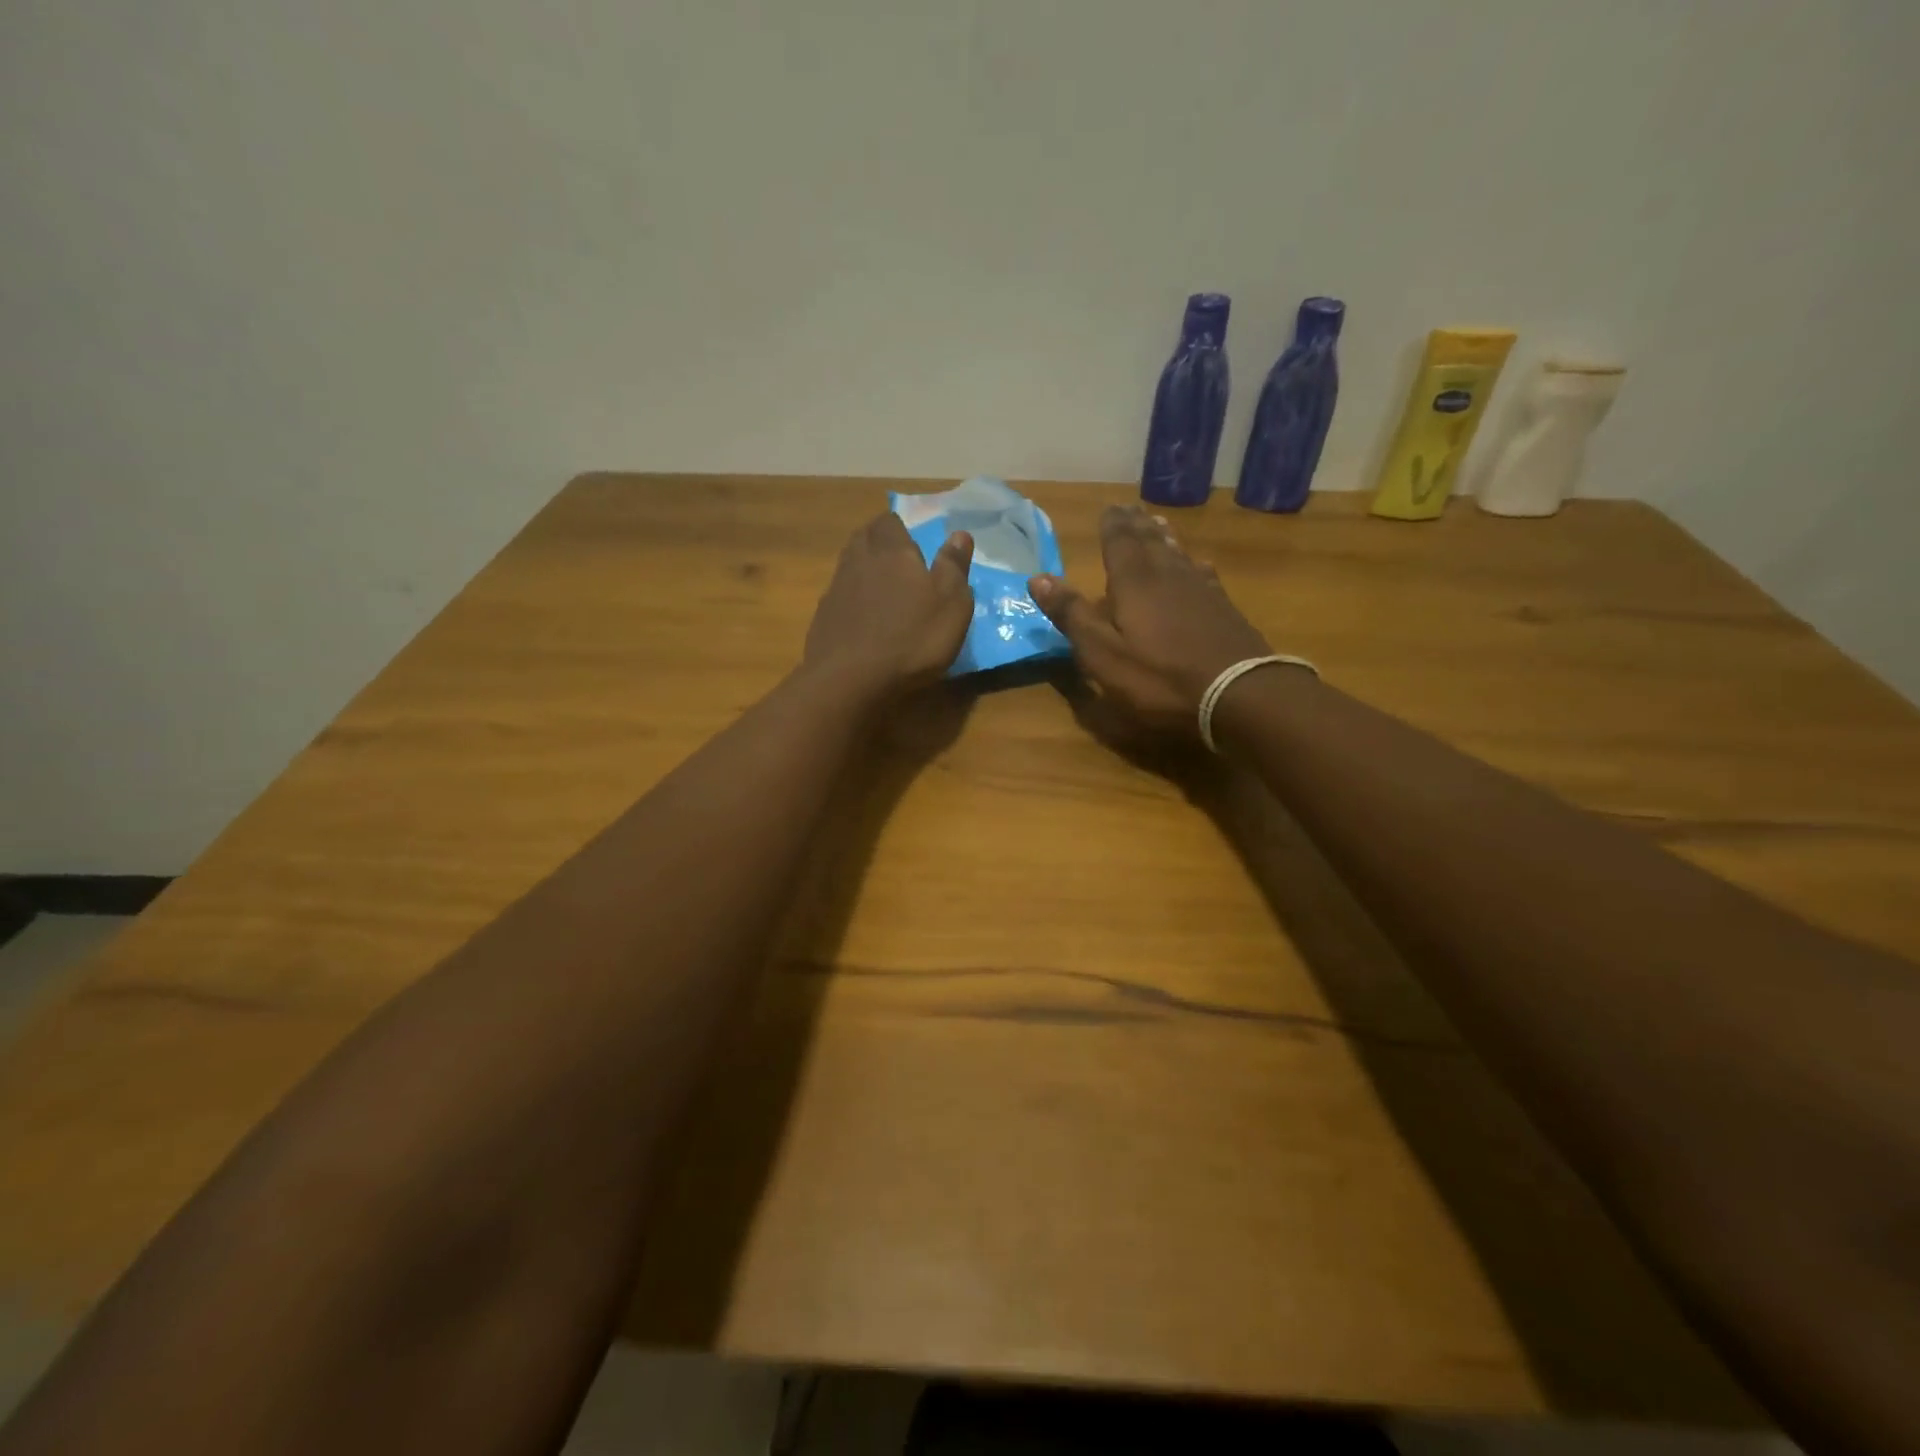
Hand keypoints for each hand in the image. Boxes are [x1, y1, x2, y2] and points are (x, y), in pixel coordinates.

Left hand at [805, 513, 974, 693]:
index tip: (913, 541)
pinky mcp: (822, 618)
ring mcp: (836, 590)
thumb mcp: (951, 604)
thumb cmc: (912, 638)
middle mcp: (859, 561)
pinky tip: (862, 619)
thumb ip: (954, 566)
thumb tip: (959, 534)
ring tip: (881, 588)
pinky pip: (839, 597)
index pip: (889, 522)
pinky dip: (851, 600)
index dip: (900, 528)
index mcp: (892, 551)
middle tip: (897, 559)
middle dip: (879, 542)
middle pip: (864, 538)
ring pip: (848, 565)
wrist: (850, 679)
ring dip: (863, 570)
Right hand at [1029, 505, 1270, 736]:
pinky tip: (1197, 565)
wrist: (1237, 693)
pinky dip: (1193, 563)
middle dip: (1137, 525)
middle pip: (1150, 542)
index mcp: (1133, 583)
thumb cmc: (1158, 677)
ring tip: (1158, 524)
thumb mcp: (1102, 653)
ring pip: (1178, 554)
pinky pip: (1203, 574)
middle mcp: (1167, 575)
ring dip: (1165, 538)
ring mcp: (1200, 590)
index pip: (1119, 543)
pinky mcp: (1224, 608)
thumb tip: (1038, 578)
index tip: (1109, 507)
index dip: (1112, 525)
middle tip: (1131, 509)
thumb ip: (1072, 615)